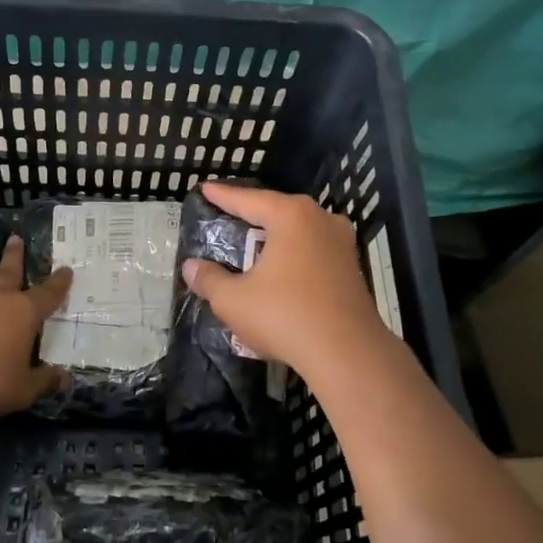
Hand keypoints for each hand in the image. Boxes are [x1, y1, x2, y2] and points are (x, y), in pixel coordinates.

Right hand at [180, 183, 396, 387]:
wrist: (348, 354)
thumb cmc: (285, 316)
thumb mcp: (233, 300)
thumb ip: (209, 279)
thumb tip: (191, 267)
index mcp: (291, 216)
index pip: (248, 200)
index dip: (223, 196)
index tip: (205, 188)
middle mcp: (320, 219)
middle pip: (277, 210)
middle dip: (251, 213)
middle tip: (225, 214)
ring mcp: (341, 243)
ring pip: (298, 230)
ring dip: (274, 235)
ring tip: (251, 240)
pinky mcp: (352, 267)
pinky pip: (313, 250)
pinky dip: (292, 254)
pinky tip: (280, 267)